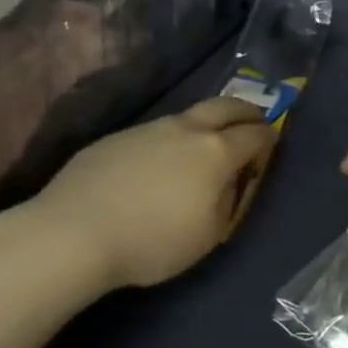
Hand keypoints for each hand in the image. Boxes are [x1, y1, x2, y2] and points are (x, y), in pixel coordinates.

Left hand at [36, 98, 274, 288]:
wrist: (74, 232)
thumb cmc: (152, 242)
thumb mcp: (207, 236)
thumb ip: (227, 203)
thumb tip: (229, 183)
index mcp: (215, 152)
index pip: (253, 135)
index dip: (268, 138)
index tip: (273, 142)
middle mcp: (185, 129)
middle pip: (225, 106)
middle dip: (246, 110)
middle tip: (254, 119)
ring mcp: (148, 129)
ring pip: (187, 116)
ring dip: (206, 122)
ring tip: (208, 141)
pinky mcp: (116, 138)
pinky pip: (155, 131)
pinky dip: (172, 138)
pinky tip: (160, 162)